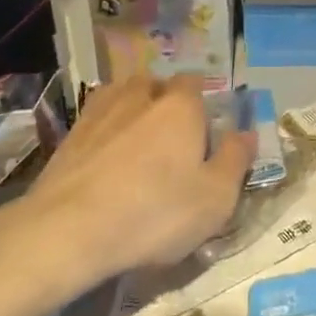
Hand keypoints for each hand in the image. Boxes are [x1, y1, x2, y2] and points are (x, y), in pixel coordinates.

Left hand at [0, 76, 252, 307]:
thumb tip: (248, 133)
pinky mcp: (68, 138)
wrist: (67, 232)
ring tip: (137, 139)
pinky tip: (106, 156)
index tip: (206, 127)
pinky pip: (95, 120)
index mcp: (180, 107)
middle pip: (156, 84)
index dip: (203, 101)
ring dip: (132, 109)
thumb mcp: (216, 198)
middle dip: (165, 100)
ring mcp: (99, 113)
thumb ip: (236, 160)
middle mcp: (139, 97)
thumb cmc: (155, 213)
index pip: (195, 83)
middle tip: (172, 134)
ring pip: (121, 96)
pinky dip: (105, 131)